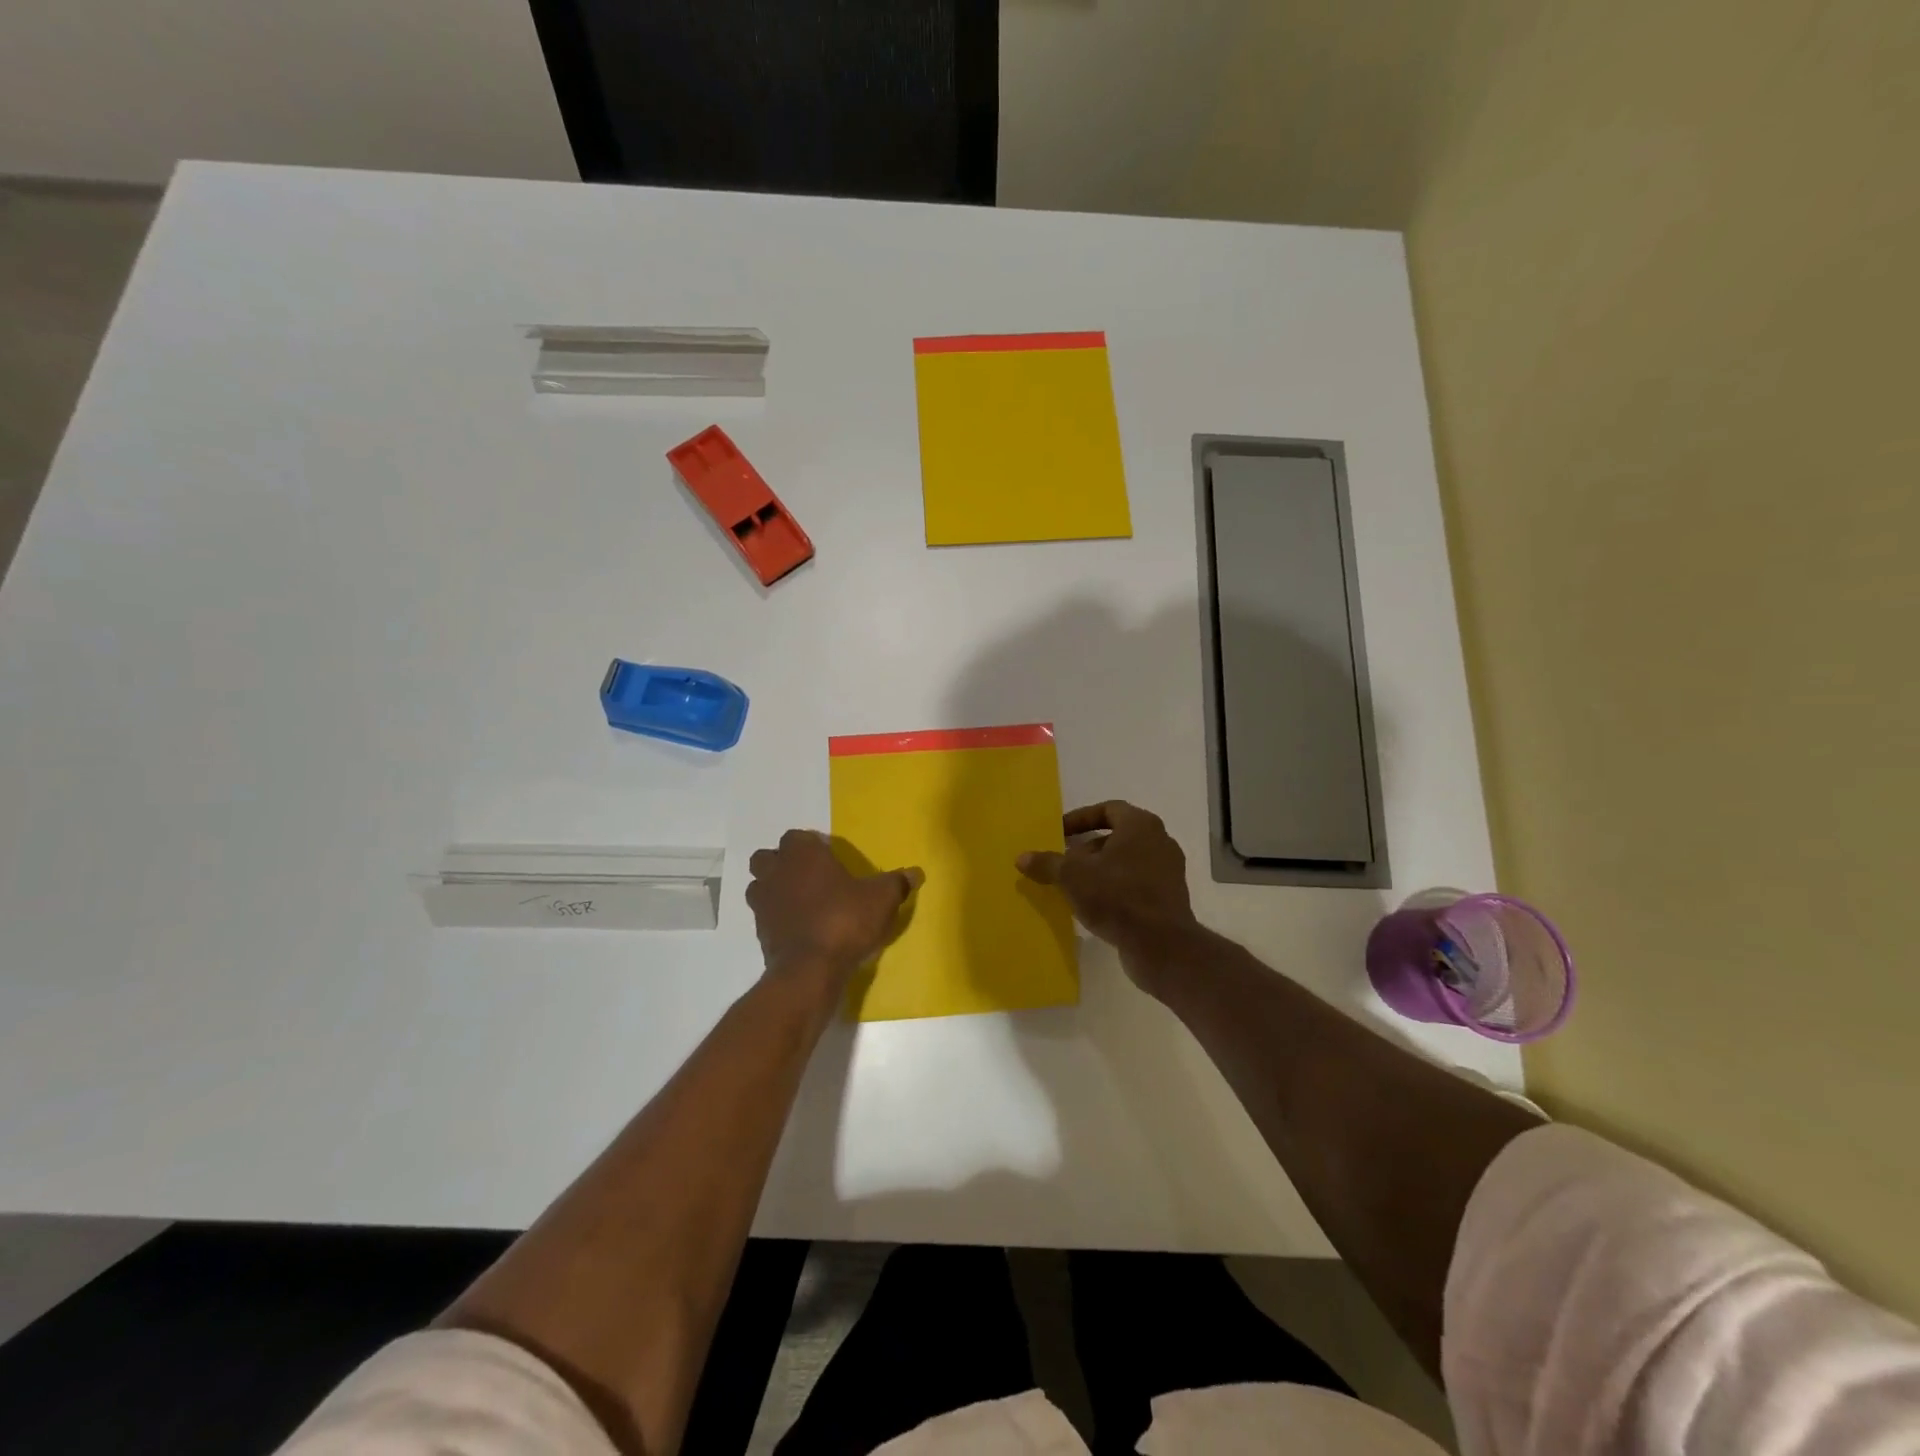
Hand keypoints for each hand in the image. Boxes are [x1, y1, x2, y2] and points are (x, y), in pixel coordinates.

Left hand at [747, 830, 921, 985]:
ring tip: (800, 903)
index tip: (828, 858)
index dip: (811, 845)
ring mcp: (763, 903)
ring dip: (774, 890)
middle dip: (782, 864)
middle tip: (809, 877)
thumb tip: (915, 873)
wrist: (810, 969)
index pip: (797, 837)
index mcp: (803, 854)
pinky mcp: (759, 932)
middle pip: (768, 858)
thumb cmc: (845, 920)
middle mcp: (777, 871)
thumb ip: (897, 883)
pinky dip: (776, 919)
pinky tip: (799, 930)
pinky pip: (764, 916)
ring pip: (759, 886)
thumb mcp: (882, 899)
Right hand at [1016, 801, 1199, 994]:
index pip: (1108, 809)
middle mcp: (1160, 842)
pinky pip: (1136, 884)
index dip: (1080, 819)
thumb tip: (1022, 857)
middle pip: (1117, 836)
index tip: (1059, 833)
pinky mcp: (1169, 898)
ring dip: (1100, 870)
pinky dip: (1115, 888)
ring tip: (1074, 886)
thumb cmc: (1117, 897)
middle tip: (1063, 862)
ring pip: (1127, 862)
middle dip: (1087, 848)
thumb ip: (1047, 863)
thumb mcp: (1073, 877)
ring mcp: (1168, 871)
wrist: (1161, 945)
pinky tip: (1094, 906)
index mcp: (1141, 826)